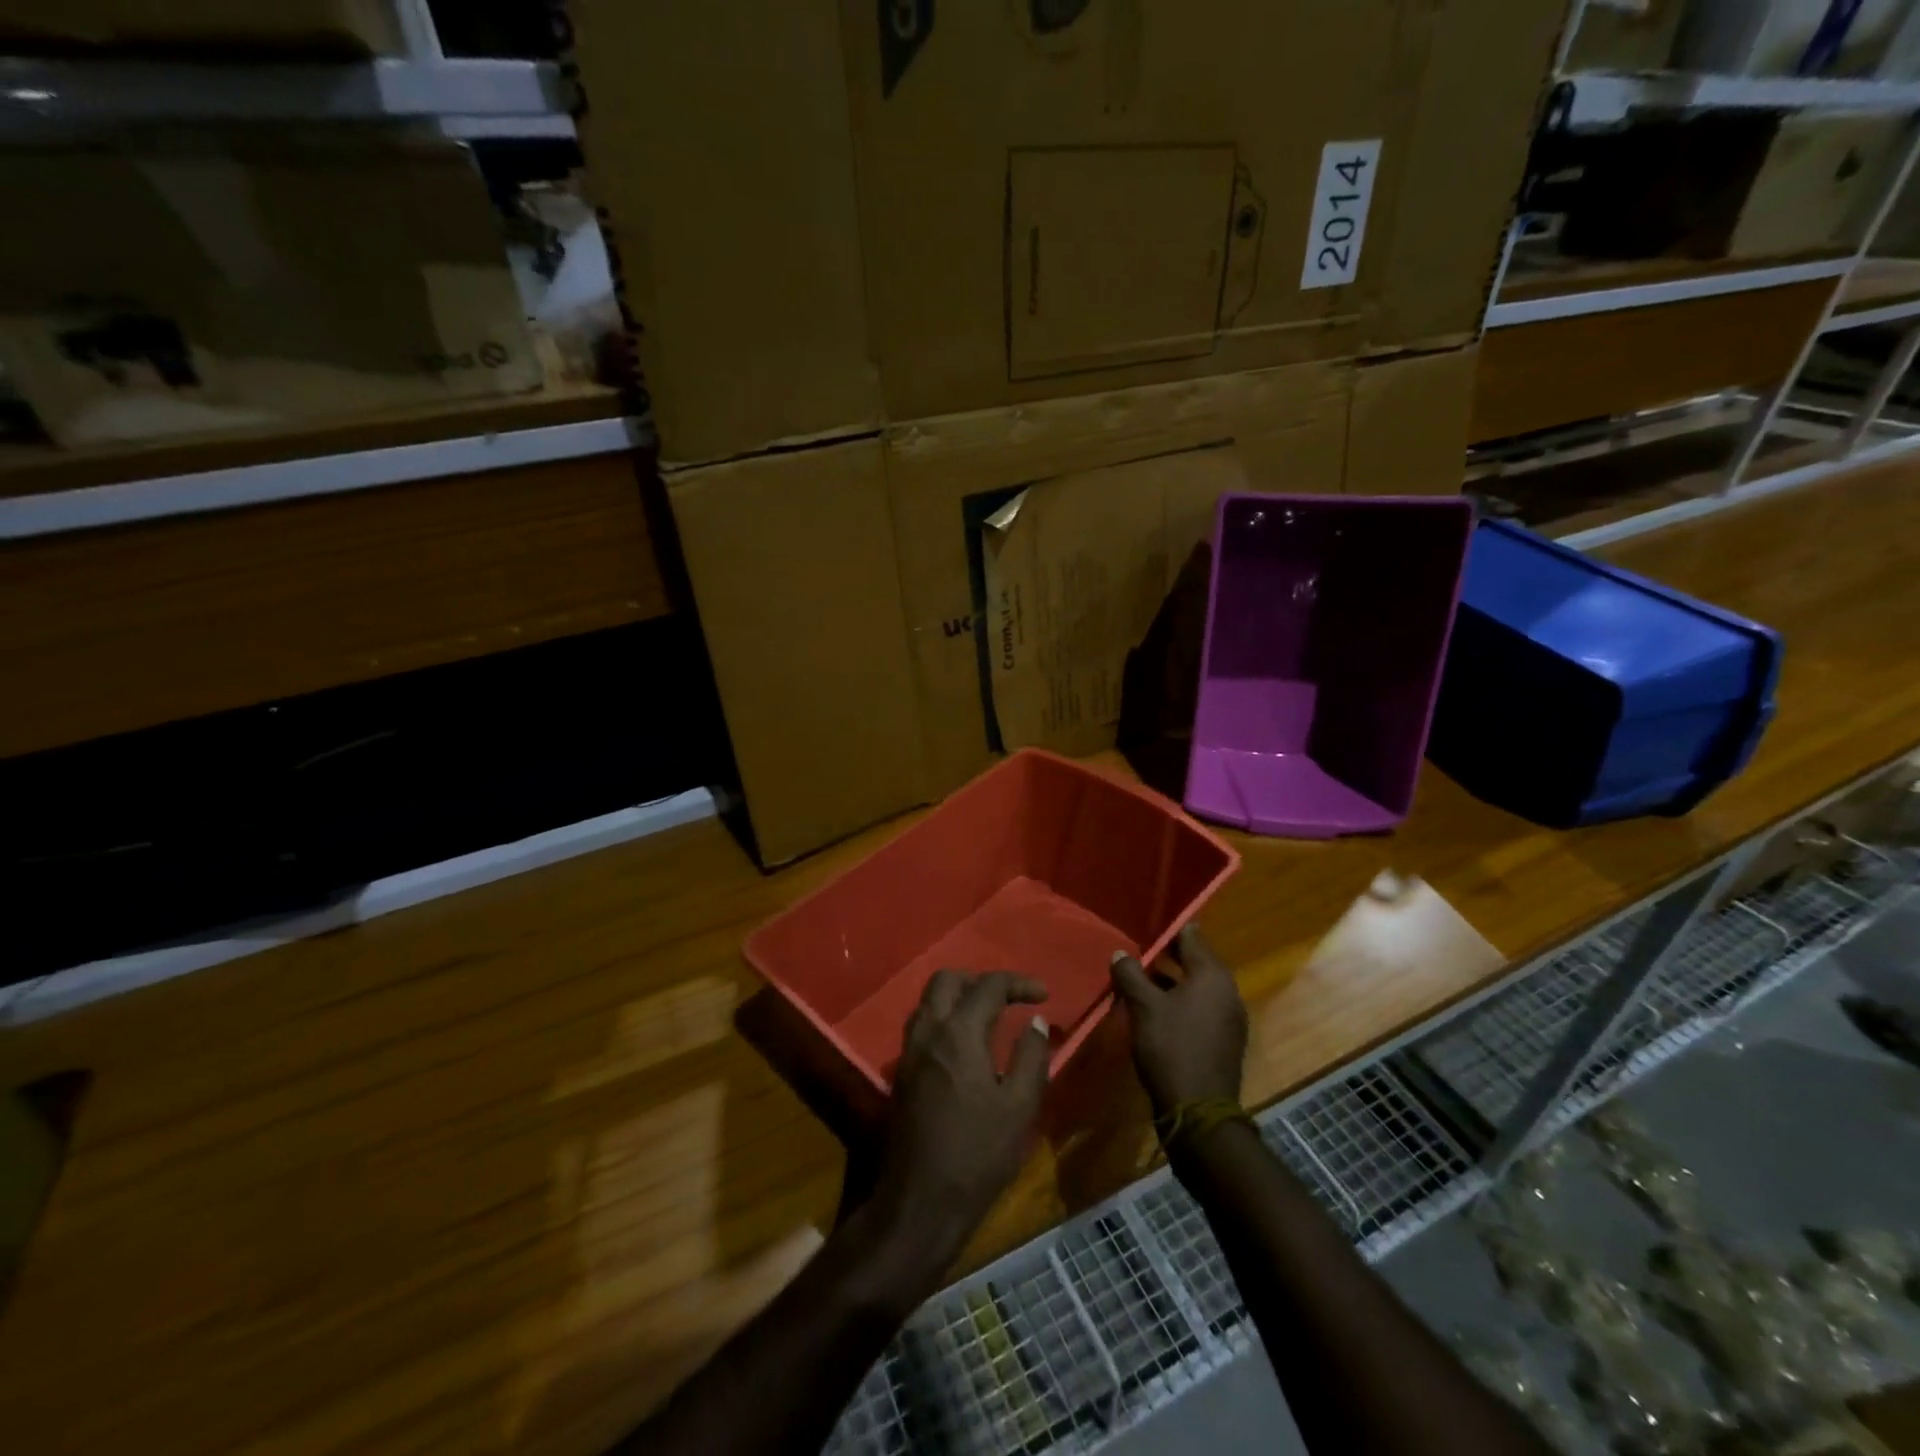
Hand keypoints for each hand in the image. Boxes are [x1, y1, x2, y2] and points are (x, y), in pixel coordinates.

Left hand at [873, 971, 1052, 1260]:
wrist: (920, 1202)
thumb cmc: (977, 1154)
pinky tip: (965, 1046)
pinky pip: (922, 1025)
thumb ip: (1031, 1057)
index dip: (1018, 982)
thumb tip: (1035, 1022)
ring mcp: (909, 1052)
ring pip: (929, 1001)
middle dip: (980, 980)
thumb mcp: (1019, 1107)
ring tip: (989, 1017)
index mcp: (958, 1034)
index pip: (988, 986)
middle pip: (947, 980)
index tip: (1044, 995)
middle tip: (1009, 1000)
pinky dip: (945, 1019)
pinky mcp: (901, 1073)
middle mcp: (928, 1032)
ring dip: (959, 997)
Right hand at [1110, 926, 1246, 1113]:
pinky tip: (1156, 1011)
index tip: (1146, 925)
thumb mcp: (1144, 1007)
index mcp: (1213, 976)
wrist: (1199, 1112)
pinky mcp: (1224, 1040)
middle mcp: (1228, 992)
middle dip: (1168, 956)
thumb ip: (1131, 975)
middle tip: (1138, 951)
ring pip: (1198, 987)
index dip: (1169, 930)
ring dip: (1172, 981)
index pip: (1192, 938)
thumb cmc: (1171, 1048)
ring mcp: (1230, 1018)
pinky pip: (1201, 1008)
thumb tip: (1120, 953)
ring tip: (1140, 979)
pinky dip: (1181, 1003)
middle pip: (1197, 962)